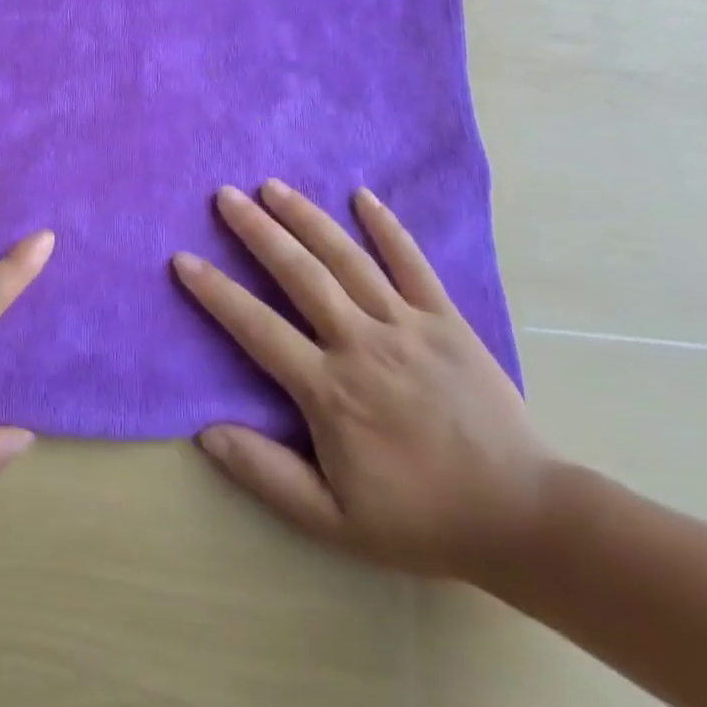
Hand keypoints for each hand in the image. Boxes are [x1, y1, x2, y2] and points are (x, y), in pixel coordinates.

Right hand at [173, 181, 556, 580]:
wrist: (523, 518)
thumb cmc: (420, 519)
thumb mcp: (333, 520)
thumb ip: (266, 474)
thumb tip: (205, 432)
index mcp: (329, 390)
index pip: (257, 327)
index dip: (216, 292)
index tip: (184, 259)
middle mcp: (362, 344)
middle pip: (300, 275)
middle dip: (258, 231)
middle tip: (225, 195)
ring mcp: (408, 326)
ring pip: (348, 259)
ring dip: (307, 217)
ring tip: (273, 186)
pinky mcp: (447, 320)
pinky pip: (413, 263)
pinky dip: (387, 227)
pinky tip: (362, 195)